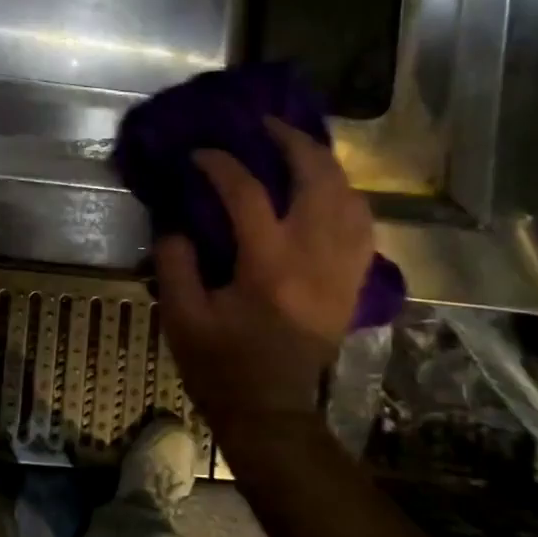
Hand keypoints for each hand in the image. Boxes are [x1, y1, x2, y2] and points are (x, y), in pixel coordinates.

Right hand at [155, 119, 374, 426]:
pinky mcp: (351, 282)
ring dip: (323, 163)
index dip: (221, 165)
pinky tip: (327, 189)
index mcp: (269, 267)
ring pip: (349, 196)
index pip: (248, 194)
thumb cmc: (220, 367)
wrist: (270, 410)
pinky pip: (362, 224)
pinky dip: (346, 196)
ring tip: (296, 147)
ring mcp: (342, 270)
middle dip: (292, 142)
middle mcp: (315, 259)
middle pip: (318, 179)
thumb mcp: (181, 318)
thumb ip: (174, 262)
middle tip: (264, 126)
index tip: (199, 154)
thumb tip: (176, 221)